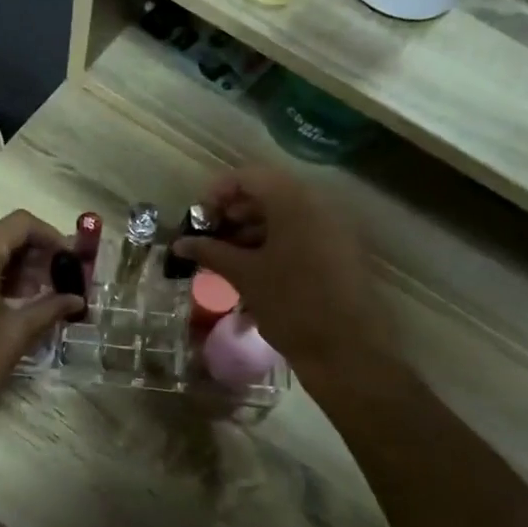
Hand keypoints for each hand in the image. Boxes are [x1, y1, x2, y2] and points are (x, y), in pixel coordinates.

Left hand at [0, 210, 83, 434]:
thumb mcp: (16, 334)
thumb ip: (50, 307)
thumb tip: (77, 299)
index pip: (19, 224)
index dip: (50, 236)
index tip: (69, 259)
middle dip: (33, 254)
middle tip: (58, 281)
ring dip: (12, 266)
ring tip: (38, 295)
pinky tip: (8, 301)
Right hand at [171, 167, 387, 376]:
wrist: (347, 350)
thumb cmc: (291, 305)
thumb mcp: (245, 276)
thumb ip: (210, 252)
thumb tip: (180, 243)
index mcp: (294, 202)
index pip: (248, 177)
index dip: (217, 193)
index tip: (196, 219)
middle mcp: (318, 206)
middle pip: (267, 194)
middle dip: (232, 213)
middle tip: (207, 239)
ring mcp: (332, 229)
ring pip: (284, 217)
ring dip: (250, 230)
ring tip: (224, 258)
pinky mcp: (338, 252)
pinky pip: (300, 235)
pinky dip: (272, 244)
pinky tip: (251, 270)